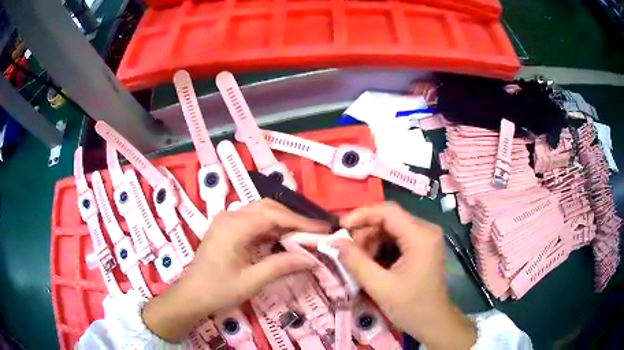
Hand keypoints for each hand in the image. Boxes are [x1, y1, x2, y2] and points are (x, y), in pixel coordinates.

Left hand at [142, 199, 328, 340]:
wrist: (191, 295)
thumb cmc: (218, 290)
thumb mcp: (252, 281)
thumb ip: (282, 266)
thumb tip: (312, 259)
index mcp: (234, 226)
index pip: (274, 215)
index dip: (301, 221)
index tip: (323, 228)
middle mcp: (230, 216)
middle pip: (268, 208)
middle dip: (293, 219)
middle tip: (315, 232)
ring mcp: (226, 220)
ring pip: (261, 212)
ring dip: (283, 221)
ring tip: (304, 235)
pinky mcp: (226, 227)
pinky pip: (253, 220)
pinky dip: (271, 227)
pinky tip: (282, 238)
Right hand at [333, 202, 475, 349]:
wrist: (433, 322)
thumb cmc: (410, 307)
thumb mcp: (379, 286)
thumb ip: (355, 262)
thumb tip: (334, 241)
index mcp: (421, 236)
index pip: (388, 211)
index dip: (361, 215)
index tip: (340, 228)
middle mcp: (426, 230)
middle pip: (388, 219)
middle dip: (365, 234)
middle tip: (349, 253)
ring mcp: (426, 237)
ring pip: (390, 228)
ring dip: (372, 242)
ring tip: (362, 263)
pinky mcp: (423, 246)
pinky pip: (396, 238)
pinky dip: (381, 248)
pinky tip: (373, 264)